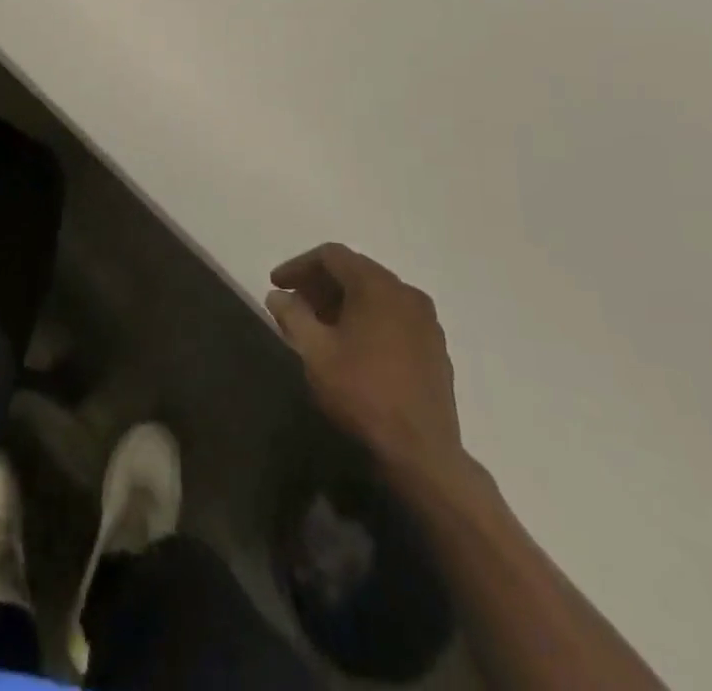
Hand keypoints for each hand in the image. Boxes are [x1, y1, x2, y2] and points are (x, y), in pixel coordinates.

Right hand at [267, 244, 478, 504]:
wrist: (422, 455)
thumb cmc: (362, 394)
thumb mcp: (315, 352)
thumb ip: (292, 315)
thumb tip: (278, 296)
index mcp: (378, 285)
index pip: (332, 255)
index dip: (298, 266)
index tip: (276, 284)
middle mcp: (406, 293)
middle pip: (356, 271)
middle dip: (320, 283)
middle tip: (294, 303)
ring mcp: (426, 321)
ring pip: (377, 295)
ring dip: (343, 301)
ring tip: (318, 325)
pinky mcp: (435, 348)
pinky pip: (394, 317)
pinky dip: (368, 319)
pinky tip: (352, 345)